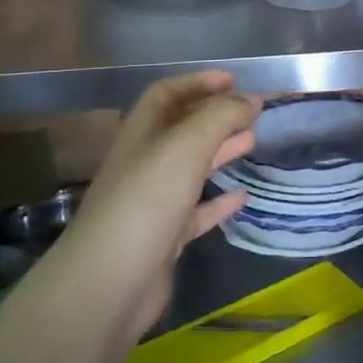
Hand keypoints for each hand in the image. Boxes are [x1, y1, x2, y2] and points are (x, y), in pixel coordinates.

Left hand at [50, 71, 259, 338]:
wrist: (110, 282)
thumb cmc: (146, 200)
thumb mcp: (186, 146)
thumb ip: (220, 117)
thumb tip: (249, 99)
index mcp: (141, 134)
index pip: (166, 94)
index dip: (197, 82)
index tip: (234, 80)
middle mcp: (144, 163)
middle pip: (181, 129)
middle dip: (215, 116)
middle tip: (252, 112)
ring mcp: (152, 202)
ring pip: (191, 168)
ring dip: (220, 152)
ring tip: (252, 142)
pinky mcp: (164, 238)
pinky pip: (196, 211)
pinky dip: (219, 201)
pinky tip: (242, 197)